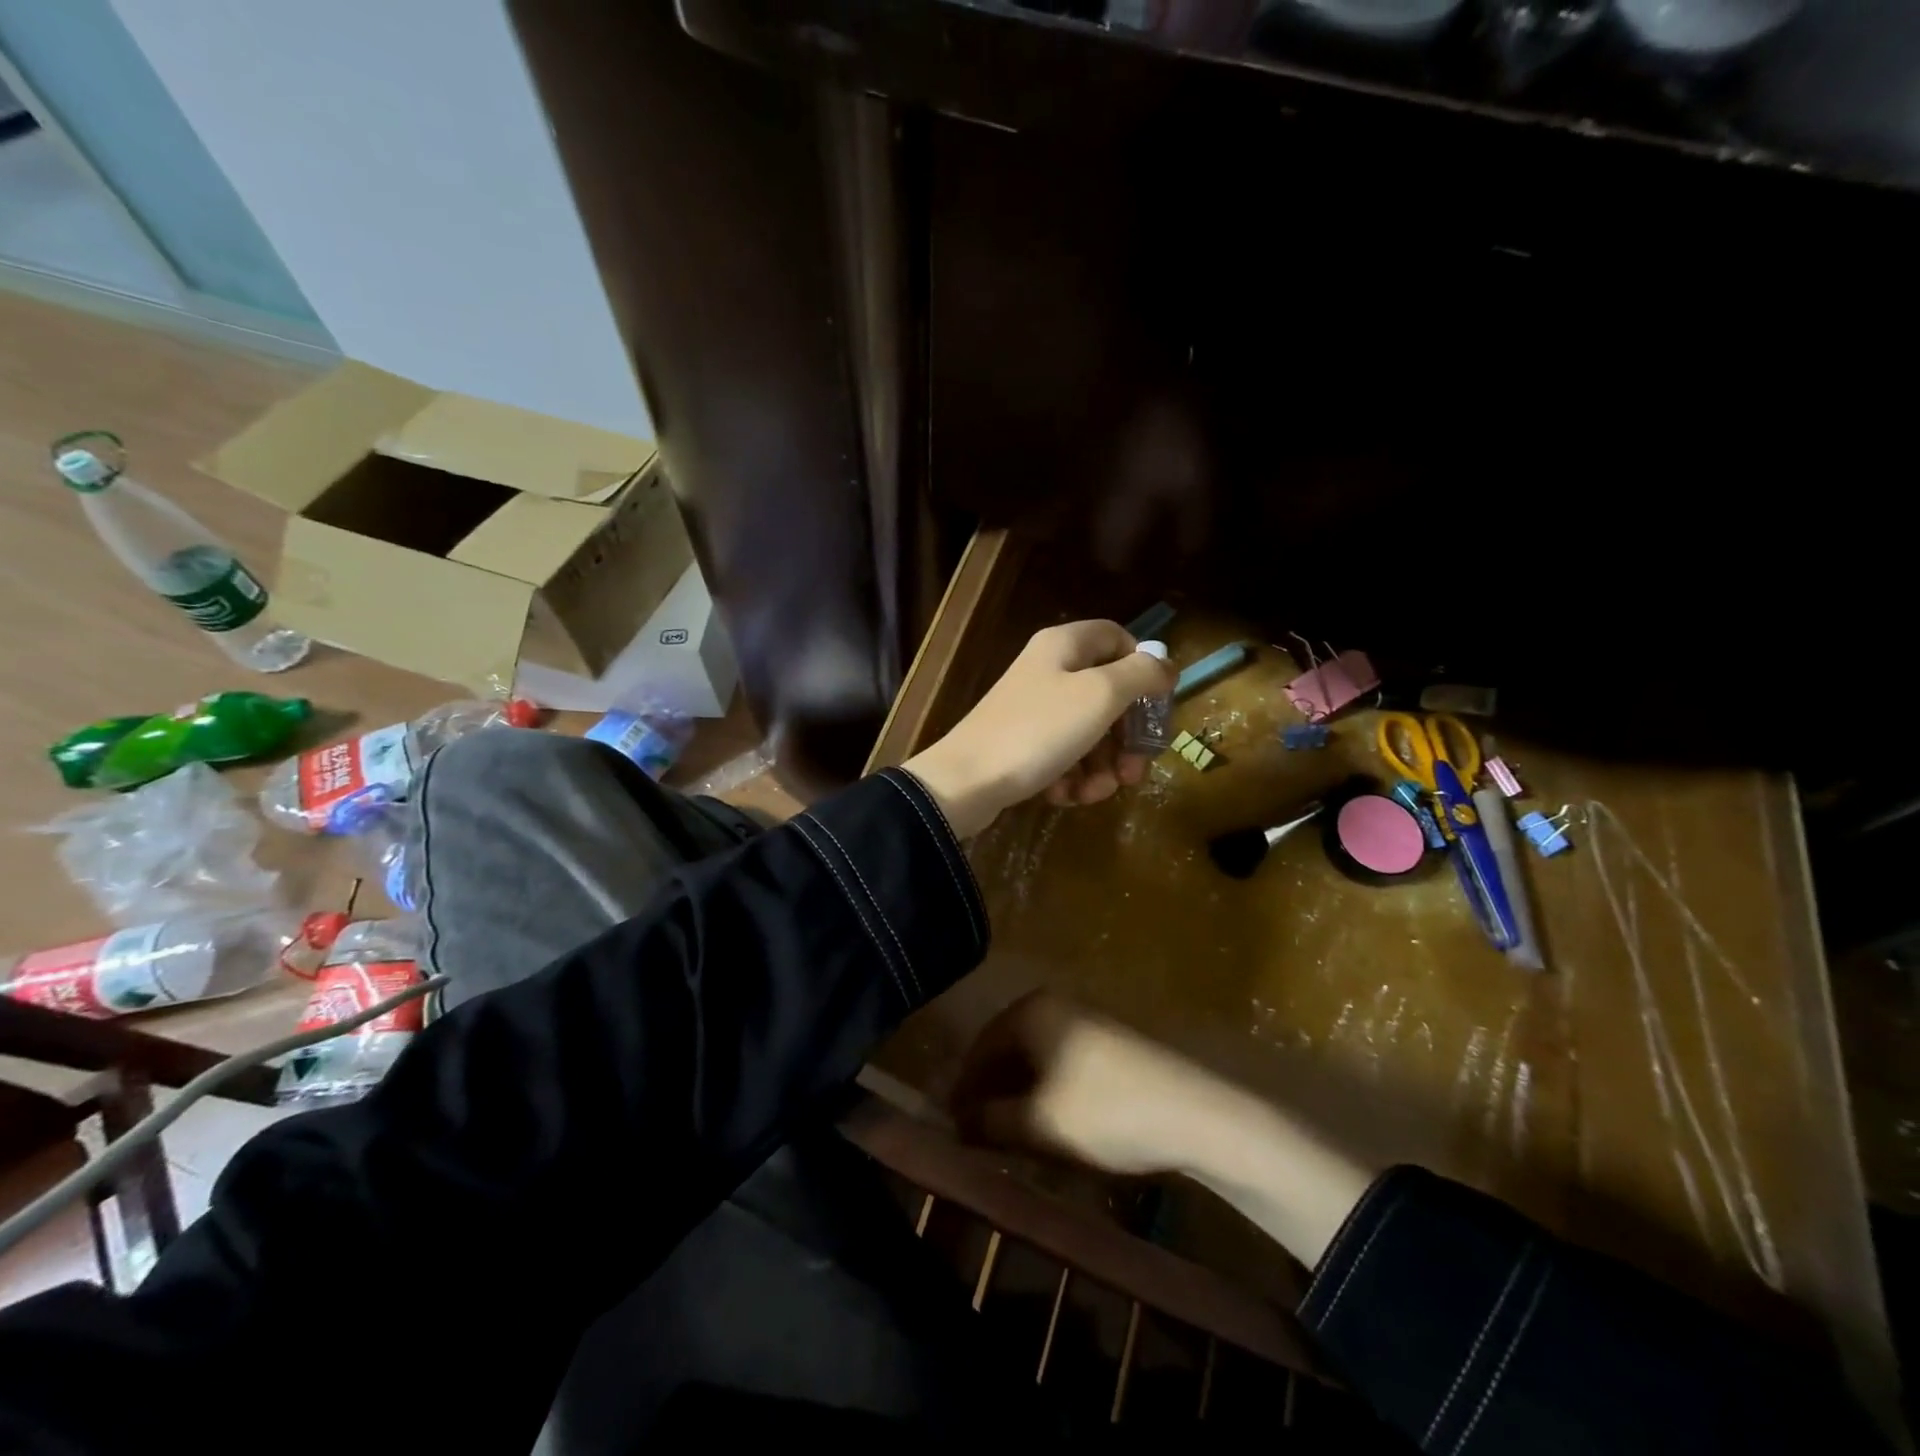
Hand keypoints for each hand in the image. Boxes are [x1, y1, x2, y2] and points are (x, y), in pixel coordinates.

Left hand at [902, 619, 1174, 837]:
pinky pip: (1063, 757)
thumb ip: (1141, 674)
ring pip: (1089, 733)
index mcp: (1064, 646)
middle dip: (1126, 738)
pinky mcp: (1022, 746)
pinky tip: (1064, 796)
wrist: (966, 781)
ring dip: (1102, 767)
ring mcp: (1033, 711)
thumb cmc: (1039, 730)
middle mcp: (1048, 671)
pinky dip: (1071, 778)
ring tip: (1094, 792)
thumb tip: (1167, 665)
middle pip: (1108, 694)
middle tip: (1133, 771)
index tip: (1156, 706)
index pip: (1117, 638)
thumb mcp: (1100, 695)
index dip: (1143, 668)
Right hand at [949, 991, 1224, 1177]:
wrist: (1195, 1112)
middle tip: (976, 1135)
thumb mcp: (1039, 1124)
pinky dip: (1045, 1091)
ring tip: (1008, 1136)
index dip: (962, 1090)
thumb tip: (956, 1123)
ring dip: (1017, 1095)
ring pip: (1034, 1058)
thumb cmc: (1106, 1112)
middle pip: (1006, 1049)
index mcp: (1030, 1011)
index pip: (979, 1049)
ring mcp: (1085, 1020)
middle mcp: (1054, 1004)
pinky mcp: (1108, 1041)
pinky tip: (1049, 1123)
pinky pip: (1060, 1062)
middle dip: (989, 1092)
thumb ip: (989, 1122)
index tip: (950, 1129)